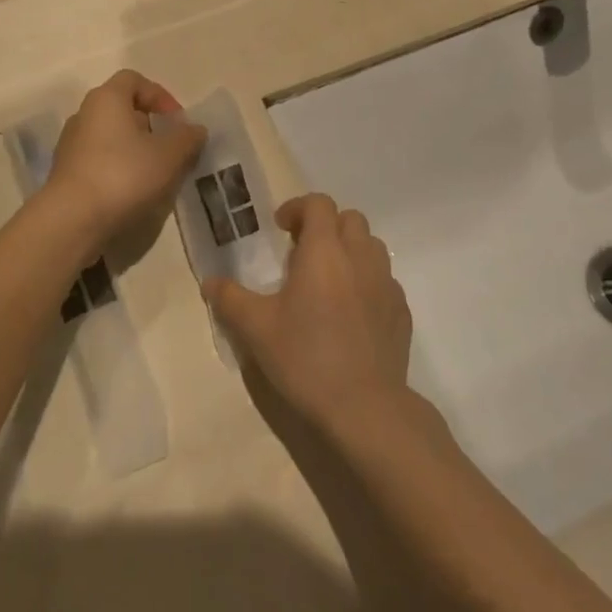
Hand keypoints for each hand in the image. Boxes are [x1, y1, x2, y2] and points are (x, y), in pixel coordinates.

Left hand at [45, 70, 206, 245]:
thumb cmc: (123, 175)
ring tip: (155, 175)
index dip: (160, 96)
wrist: (72, 220)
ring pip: (110, 137)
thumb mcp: (169, 155)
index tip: (177, 122)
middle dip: (150, 126)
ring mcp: (70, 144)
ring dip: (135, 150)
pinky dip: (118, 169)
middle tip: (170, 149)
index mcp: (106, 99)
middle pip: (121, 109)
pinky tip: (132, 192)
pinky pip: (98, 160)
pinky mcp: (65, 173)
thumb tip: (195, 129)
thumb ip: (187, 138)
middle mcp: (83, 114)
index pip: (134, 80)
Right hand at [206, 194, 412, 429]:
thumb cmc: (306, 357)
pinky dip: (367, 281)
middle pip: (349, 218)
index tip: (281, 229)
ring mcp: (386, 284)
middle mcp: (359, 257)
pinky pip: (384, 280)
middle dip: (326, 226)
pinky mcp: (401, 311)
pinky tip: (350, 312)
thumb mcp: (256, 328)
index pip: (319, 204)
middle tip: (303, 253)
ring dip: (349, 250)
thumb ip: (230, 298)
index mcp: (324, 251)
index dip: (298, 208)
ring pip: (371, 246)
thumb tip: (210, 282)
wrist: (365, 407)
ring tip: (328, 280)